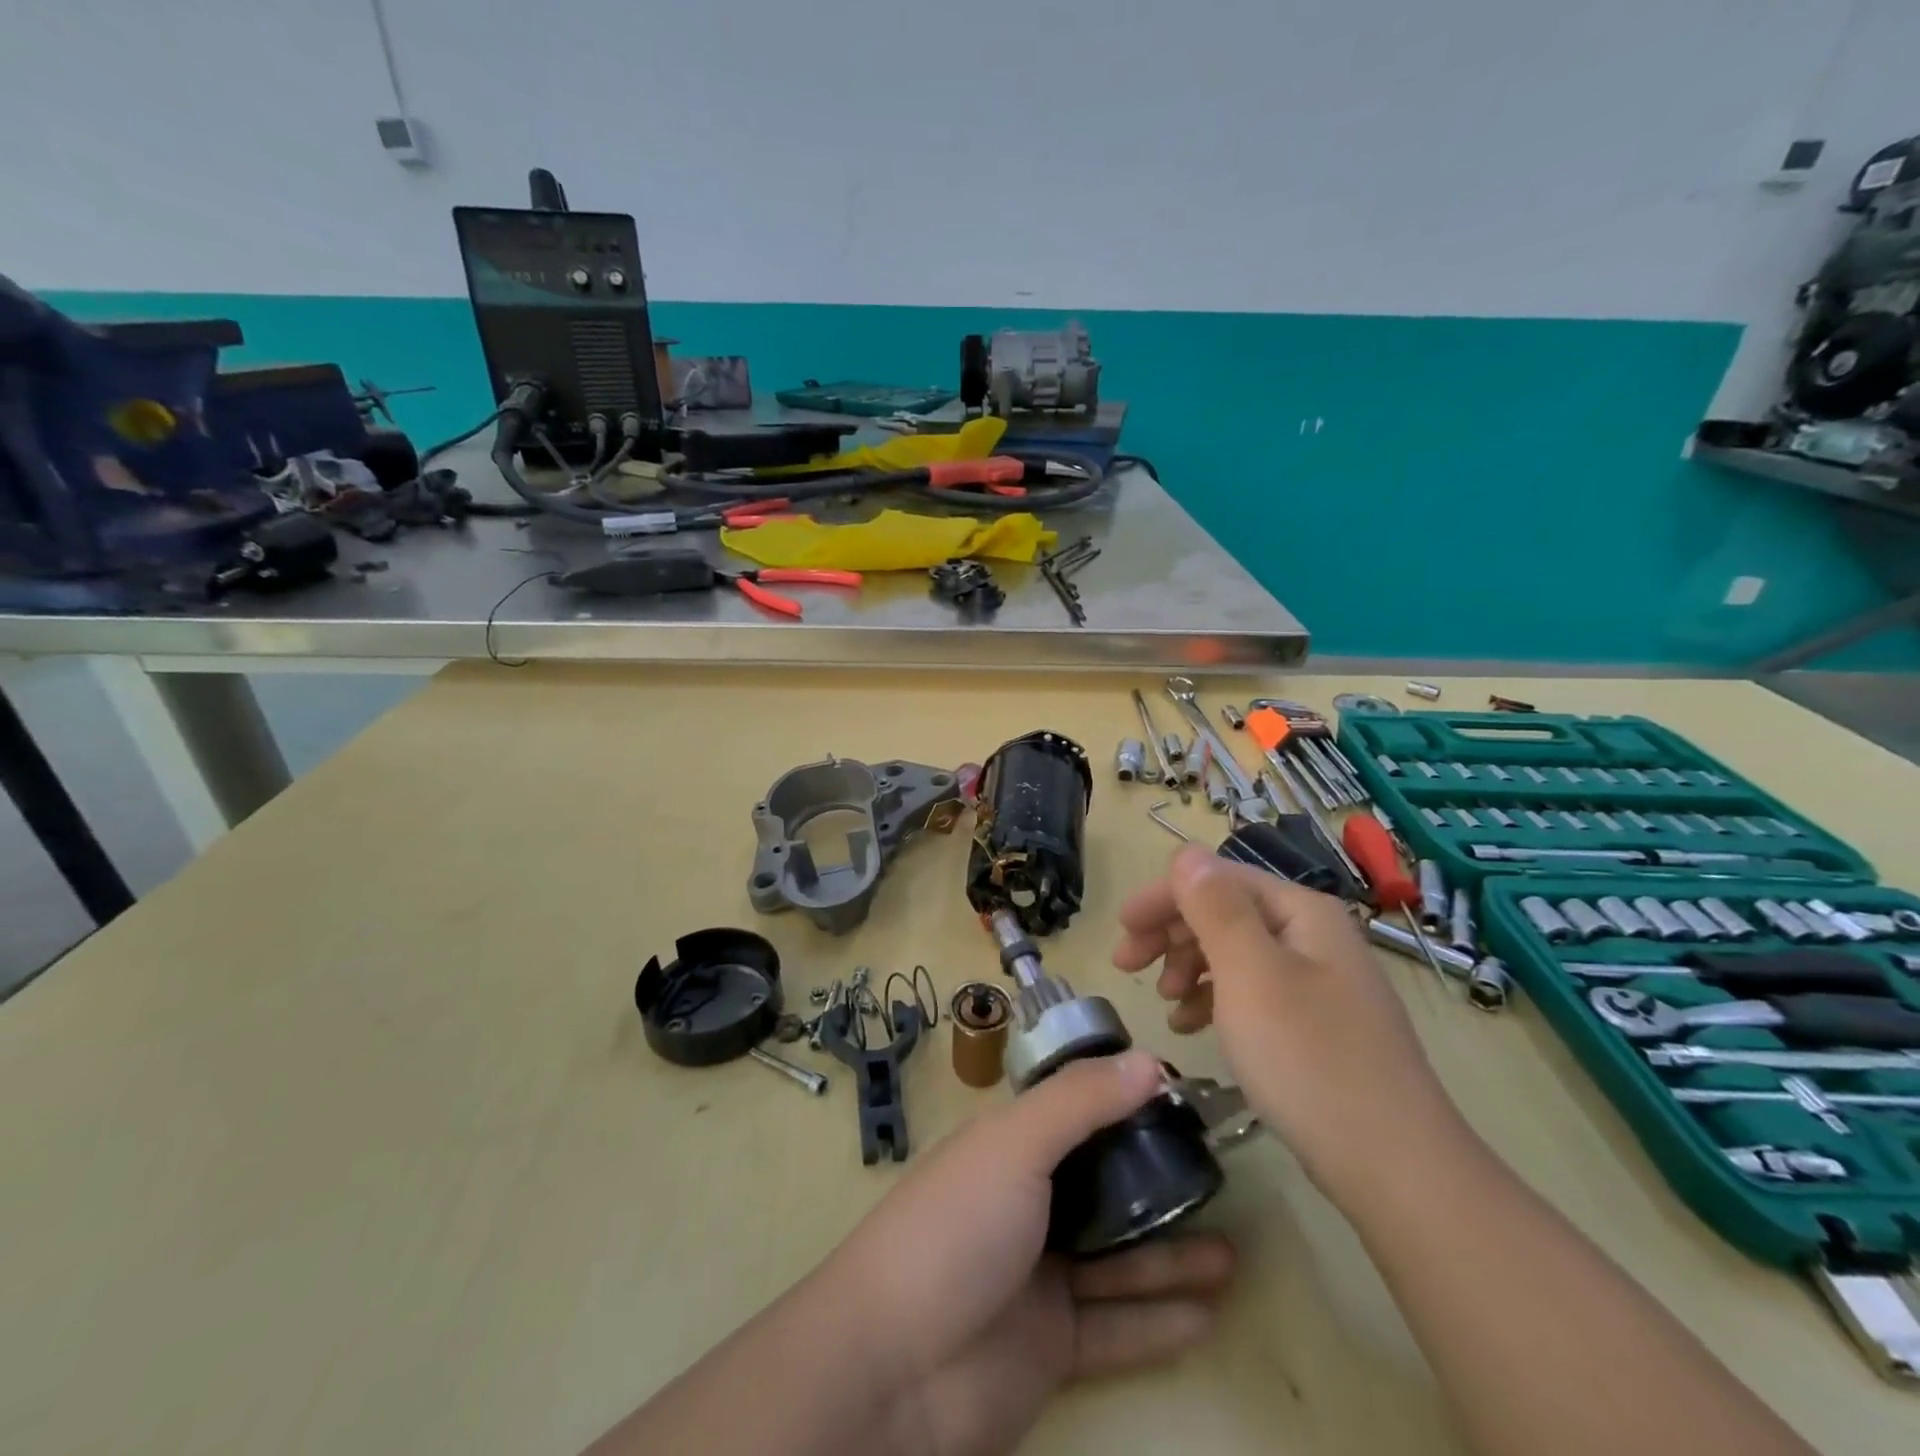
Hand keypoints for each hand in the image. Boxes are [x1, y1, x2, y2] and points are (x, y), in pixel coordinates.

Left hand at [832, 1050, 1234, 1455]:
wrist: (893, 1367)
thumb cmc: (956, 1227)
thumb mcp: (1016, 1145)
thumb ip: (1081, 1102)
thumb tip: (1149, 1059)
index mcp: (1010, 1148)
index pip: (1075, 1113)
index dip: (1124, 1102)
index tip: (1182, 1099)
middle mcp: (1026, 1203)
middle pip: (1102, 1185)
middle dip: (1155, 1181)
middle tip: (1215, 1179)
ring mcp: (1039, 1276)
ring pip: (1118, 1259)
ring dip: (1171, 1254)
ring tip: (1233, 1250)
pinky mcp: (1052, 1345)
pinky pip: (1119, 1327)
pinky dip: (1162, 1318)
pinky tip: (1212, 1310)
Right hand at [1113, 844, 1468, 1209]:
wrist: (1396, 1169)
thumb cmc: (1309, 1059)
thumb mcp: (1250, 974)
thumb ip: (1214, 907)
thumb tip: (1186, 852)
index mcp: (1301, 912)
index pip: (1218, 880)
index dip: (1163, 898)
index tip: (1121, 931)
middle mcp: (1313, 936)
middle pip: (1225, 913)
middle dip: (1172, 933)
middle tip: (1128, 967)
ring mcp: (1318, 983)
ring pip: (1235, 954)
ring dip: (1189, 968)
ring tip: (1165, 1003)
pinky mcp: (1316, 1026)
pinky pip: (1251, 993)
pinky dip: (1215, 1001)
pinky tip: (1192, 1027)